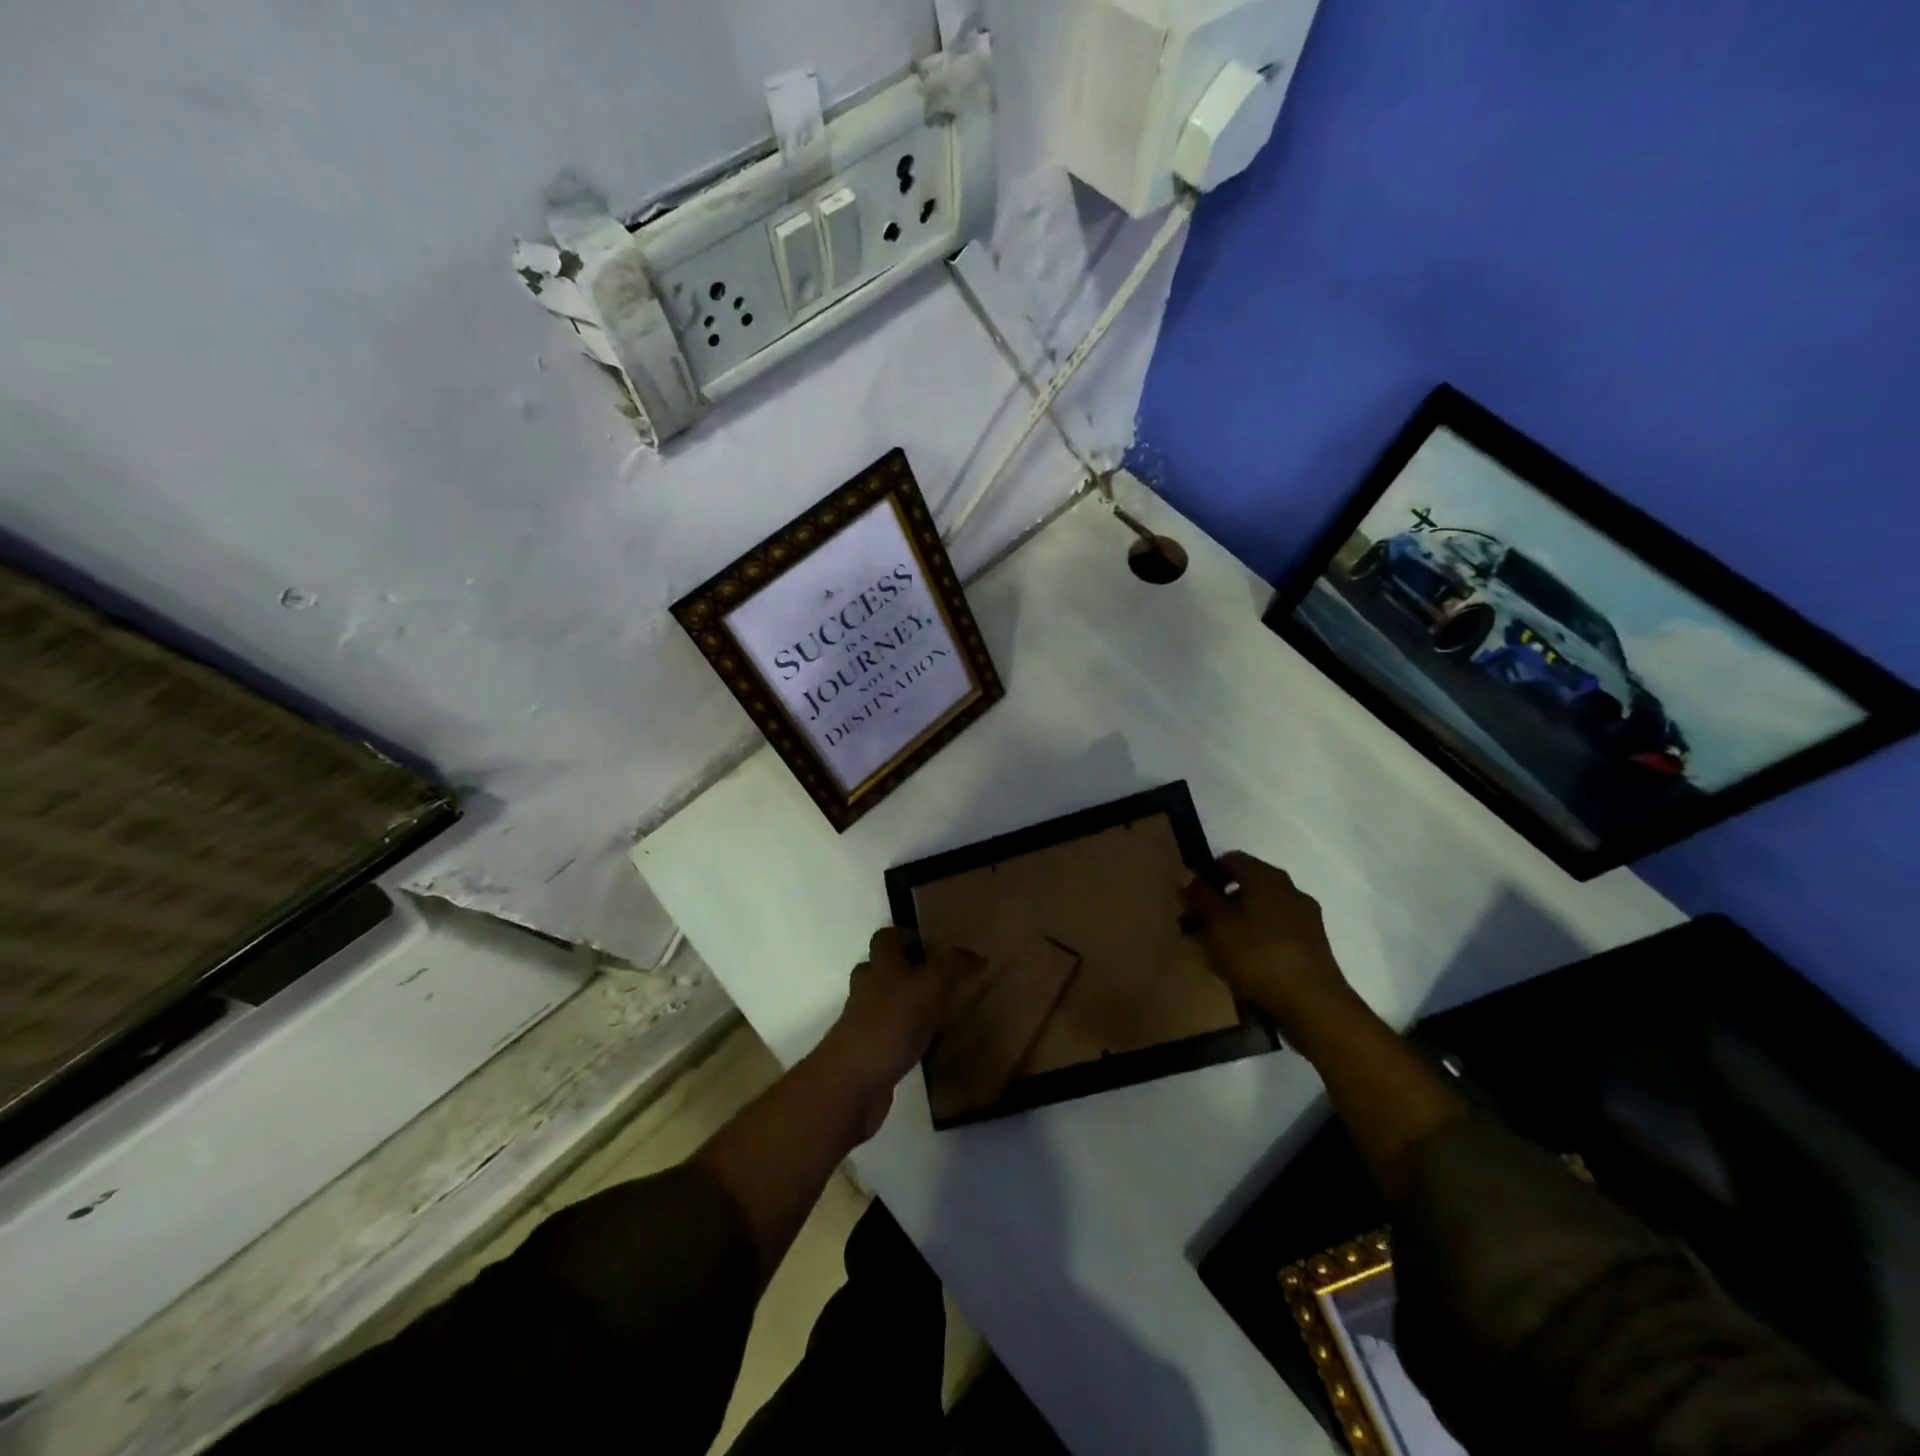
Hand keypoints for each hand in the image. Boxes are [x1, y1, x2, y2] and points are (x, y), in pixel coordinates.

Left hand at [815, 929, 984, 1136]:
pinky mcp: (869, 1052)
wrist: (851, 1084)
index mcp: (880, 966)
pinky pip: (889, 1033)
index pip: (887, 937)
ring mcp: (865, 1022)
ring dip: (907, 1002)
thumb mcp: (928, 988)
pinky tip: (928, 1043)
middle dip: (907, 970)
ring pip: (885, 1001)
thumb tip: (977, 954)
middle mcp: (868, 989)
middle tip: (940, 978)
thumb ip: (952, 968)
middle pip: (882, 969)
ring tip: (939, 1009)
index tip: (934, 947)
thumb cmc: (889, 1025)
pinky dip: (906, 1034)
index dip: (907, 936)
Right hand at [1182, 851, 1353, 1035]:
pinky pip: (1275, 932)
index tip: (1189, 897)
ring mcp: (1305, 918)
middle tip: (1196, 925)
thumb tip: (1191, 878)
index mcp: (1267, 877)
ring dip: (1236, 923)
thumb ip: (1201, 897)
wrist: (1313, 1005)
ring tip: (1215, 949)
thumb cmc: (1258, 956)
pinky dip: (1255, 940)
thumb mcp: (1217, 925)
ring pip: (1260, 911)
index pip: (1231, 859)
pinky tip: (1242, 964)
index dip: (1207, 874)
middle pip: (1246, 886)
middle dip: (1219, 903)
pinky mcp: (1312, 945)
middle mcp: (1289, 890)